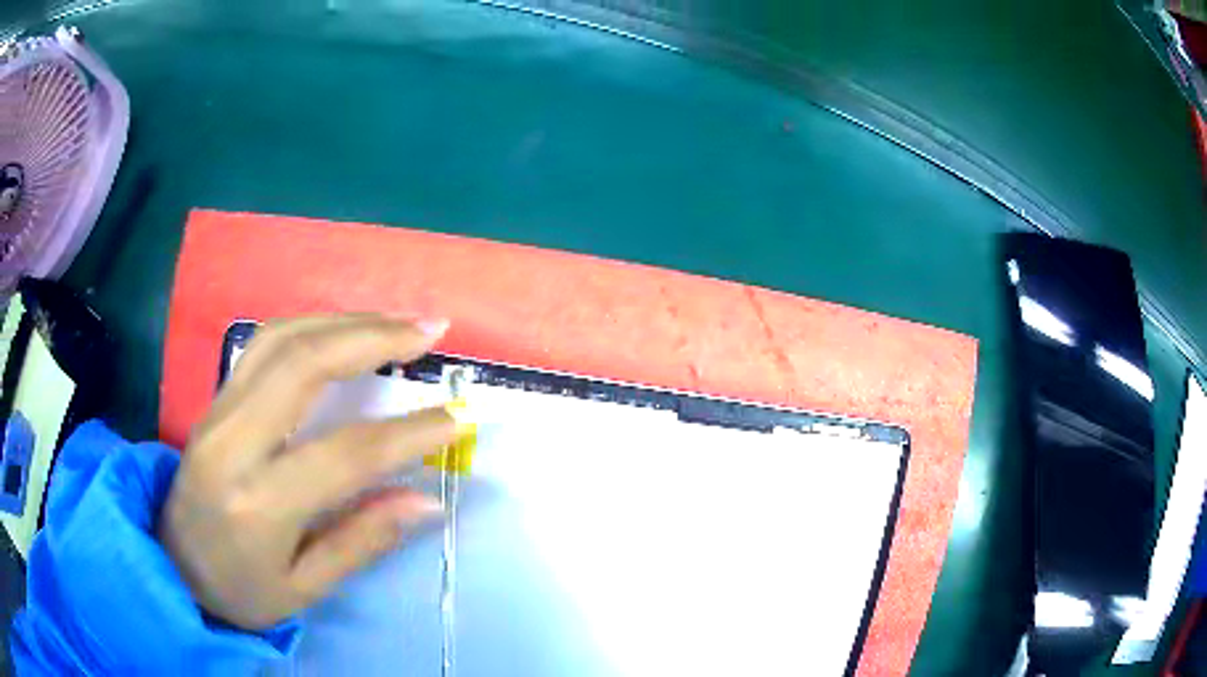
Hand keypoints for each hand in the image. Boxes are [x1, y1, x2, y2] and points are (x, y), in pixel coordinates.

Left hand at [159, 314, 460, 629]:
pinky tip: (342, 329)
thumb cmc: (239, 590)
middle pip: (303, 365)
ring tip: (397, 323)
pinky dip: (311, 325)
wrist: (171, 564)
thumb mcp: (304, 589)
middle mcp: (232, 442)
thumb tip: (426, 502)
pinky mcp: (214, 399)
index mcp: (258, 504)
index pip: (344, 455)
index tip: (458, 417)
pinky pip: (263, 344)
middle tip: (430, 329)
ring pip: (280, 338)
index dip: (408, 433)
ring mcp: (217, 411)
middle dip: (374, 338)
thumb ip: (361, 541)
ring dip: (344, 321)